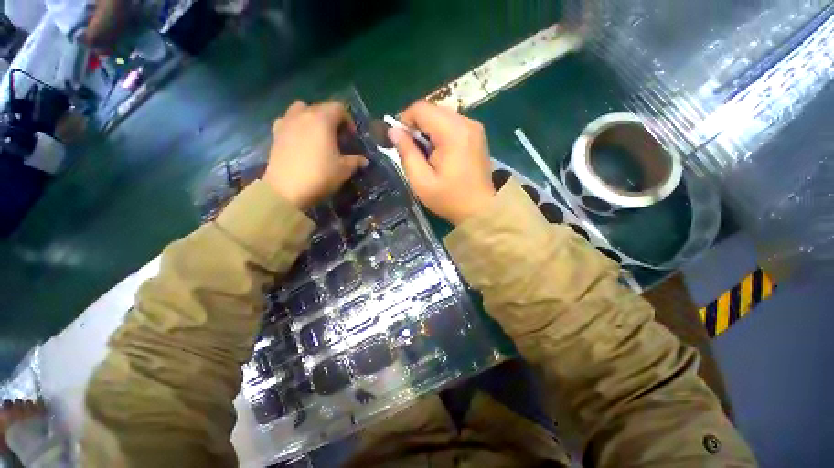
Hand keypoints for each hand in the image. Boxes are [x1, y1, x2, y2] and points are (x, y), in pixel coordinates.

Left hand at [263, 101, 366, 208]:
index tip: (351, 138)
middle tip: (337, 138)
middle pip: (320, 107)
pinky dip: (295, 126)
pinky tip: (299, 141)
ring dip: (311, 118)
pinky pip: (287, 121)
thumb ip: (356, 161)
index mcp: (322, 120)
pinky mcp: (275, 134)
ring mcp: (286, 123)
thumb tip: (364, 160)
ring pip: (301, 110)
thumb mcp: (344, 170)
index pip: (339, 108)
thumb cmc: (320, 176)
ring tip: (317, 136)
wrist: (286, 190)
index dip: (348, 121)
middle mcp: (303, 115)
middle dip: (332, 120)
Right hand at [389, 101, 495, 224]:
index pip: (421, 108)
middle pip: (432, 110)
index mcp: (453, 132)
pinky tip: (440, 154)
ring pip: (442, 116)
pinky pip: (453, 124)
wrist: (481, 210)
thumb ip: (406, 152)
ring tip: (427, 155)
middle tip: (413, 151)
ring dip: (429, 130)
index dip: (404, 120)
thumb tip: (393, 131)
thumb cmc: (449, 198)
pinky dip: (441, 134)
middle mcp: (466, 122)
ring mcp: (475, 128)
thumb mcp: (421, 181)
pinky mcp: (477, 135)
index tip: (400, 141)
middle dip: (417, 126)